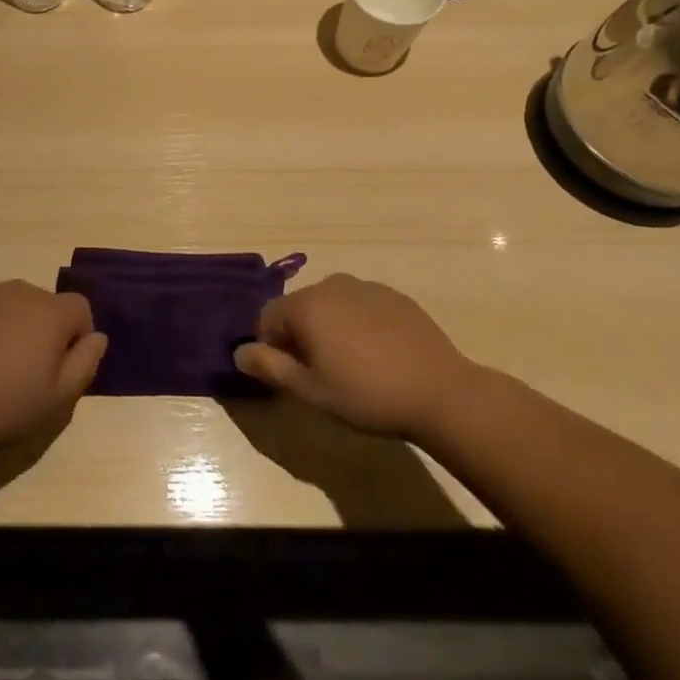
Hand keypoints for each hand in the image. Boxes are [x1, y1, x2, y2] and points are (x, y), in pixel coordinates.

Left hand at [0, 281, 107, 453]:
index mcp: (49, 312)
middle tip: (26, 371)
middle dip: (43, 330)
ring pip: (10, 304)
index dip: (78, 335)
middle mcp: (19, 291)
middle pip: (44, 304)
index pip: (80, 308)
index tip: (61, 366)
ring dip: (11, 326)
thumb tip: (98, 337)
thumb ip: (85, 363)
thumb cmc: (1, 404)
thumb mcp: (56, 399)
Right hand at [232, 274, 476, 437]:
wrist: (441, 392)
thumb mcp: (310, 391)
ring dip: (329, 328)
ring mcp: (365, 286)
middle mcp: (330, 285)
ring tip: (351, 365)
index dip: (271, 347)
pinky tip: (378, 355)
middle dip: (300, 336)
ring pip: (330, 305)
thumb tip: (238, 351)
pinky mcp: (393, 295)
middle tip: (320, 374)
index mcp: (306, 304)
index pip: (267, 317)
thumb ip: (269, 367)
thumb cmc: (367, 395)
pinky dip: (358, 324)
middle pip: (299, 308)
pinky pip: (360, 305)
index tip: (291, 376)